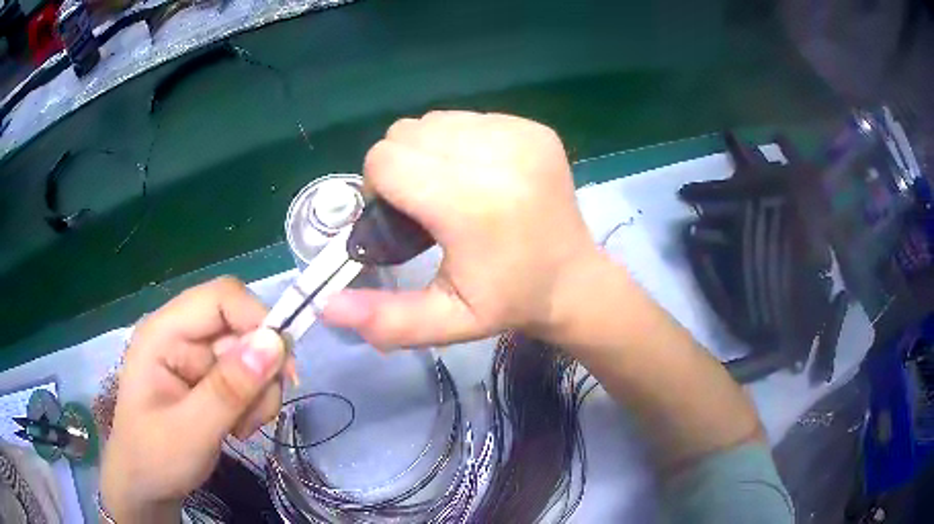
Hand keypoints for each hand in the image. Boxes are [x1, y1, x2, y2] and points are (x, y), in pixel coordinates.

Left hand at [100, 277, 286, 522]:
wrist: (146, 486)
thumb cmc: (155, 458)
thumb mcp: (191, 431)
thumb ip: (229, 389)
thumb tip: (275, 343)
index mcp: (163, 333)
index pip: (220, 298)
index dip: (257, 320)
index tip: (284, 370)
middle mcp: (181, 334)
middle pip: (241, 327)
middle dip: (261, 371)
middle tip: (259, 416)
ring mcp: (195, 356)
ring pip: (251, 354)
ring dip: (260, 392)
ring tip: (242, 428)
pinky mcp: (208, 377)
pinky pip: (248, 377)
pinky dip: (255, 402)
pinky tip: (239, 427)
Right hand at [322, 111, 598, 347]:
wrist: (573, 280)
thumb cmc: (508, 302)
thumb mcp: (446, 322)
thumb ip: (385, 318)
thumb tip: (325, 306)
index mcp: (472, 204)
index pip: (386, 160)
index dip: (379, 189)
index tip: (402, 219)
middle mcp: (498, 156)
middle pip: (405, 133)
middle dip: (401, 168)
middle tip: (428, 206)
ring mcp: (520, 135)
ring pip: (433, 121)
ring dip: (429, 153)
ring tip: (455, 190)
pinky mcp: (533, 128)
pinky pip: (467, 119)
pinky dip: (459, 143)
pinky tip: (482, 176)